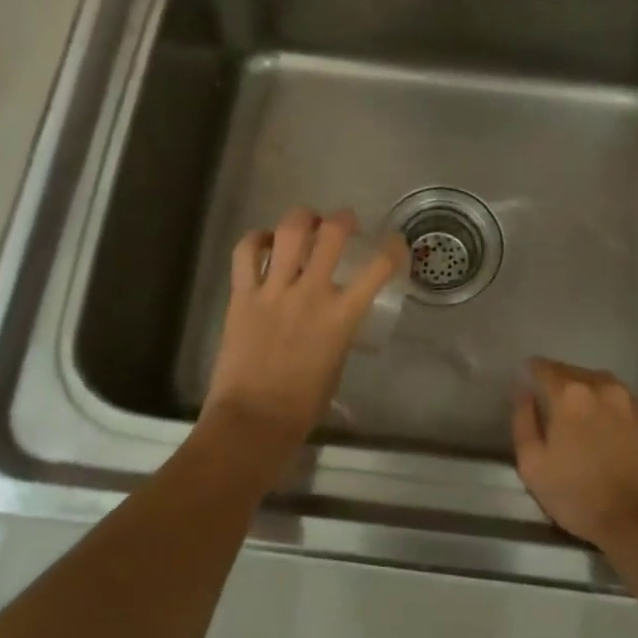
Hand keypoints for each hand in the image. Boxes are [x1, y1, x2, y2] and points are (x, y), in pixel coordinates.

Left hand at [202, 207, 407, 448]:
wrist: (254, 419)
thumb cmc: (303, 403)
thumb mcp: (337, 361)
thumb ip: (339, 328)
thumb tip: (335, 311)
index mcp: (341, 316)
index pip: (379, 267)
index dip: (393, 247)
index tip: (394, 242)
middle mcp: (311, 293)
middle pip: (333, 233)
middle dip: (343, 218)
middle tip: (343, 222)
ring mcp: (274, 290)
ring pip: (290, 231)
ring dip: (303, 219)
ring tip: (306, 223)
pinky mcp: (242, 295)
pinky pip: (246, 252)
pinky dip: (256, 239)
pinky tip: (264, 242)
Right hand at [511, 359, 637, 550]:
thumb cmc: (580, 496)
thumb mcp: (533, 466)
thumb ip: (524, 422)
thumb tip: (525, 394)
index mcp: (571, 394)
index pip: (545, 368)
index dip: (532, 371)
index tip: (526, 380)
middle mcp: (603, 388)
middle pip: (574, 373)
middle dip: (559, 382)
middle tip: (549, 401)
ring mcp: (632, 403)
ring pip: (600, 385)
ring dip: (586, 393)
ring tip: (577, 413)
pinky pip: (621, 405)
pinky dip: (608, 410)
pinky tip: (604, 430)